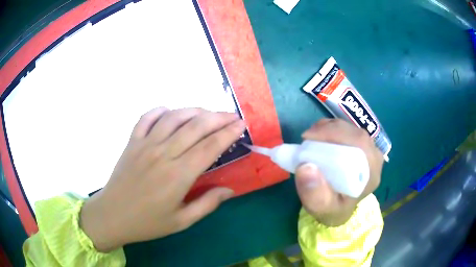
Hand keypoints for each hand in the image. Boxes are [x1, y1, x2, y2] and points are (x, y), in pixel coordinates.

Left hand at [80, 108, 245, 251]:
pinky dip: (160, 111)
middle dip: (218, 117)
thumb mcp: (181, 221)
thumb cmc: (147, 223)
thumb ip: (207, 204)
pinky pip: (146, 118)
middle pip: (196, 127)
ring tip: (208, 112)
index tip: (241, 125)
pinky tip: (170, 112)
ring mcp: (145, 145)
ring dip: (194, 110)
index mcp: (178, 176)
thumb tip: (230, 190)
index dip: (228, 133)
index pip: (210, 147)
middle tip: (232, 115)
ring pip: (173, 117)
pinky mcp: (132, 142)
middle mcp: (163, 154)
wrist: (112, 216)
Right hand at [295, 118, 382, 225]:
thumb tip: (305, 167)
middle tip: (306, 138)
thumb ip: (315, 195)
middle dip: (328, 130)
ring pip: (351, 129)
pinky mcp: (361, 146)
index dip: (335, 134)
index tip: (308, 138)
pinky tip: (319, 138)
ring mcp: (369, 150)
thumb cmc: (332, 209)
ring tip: (310, 138)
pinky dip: (331, 129)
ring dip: (329, 129)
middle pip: (355, 133)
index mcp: (371, 173)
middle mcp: (374, 158)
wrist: (339, 209)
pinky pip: (348, 130)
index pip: (359, 143)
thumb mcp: (321, 209)